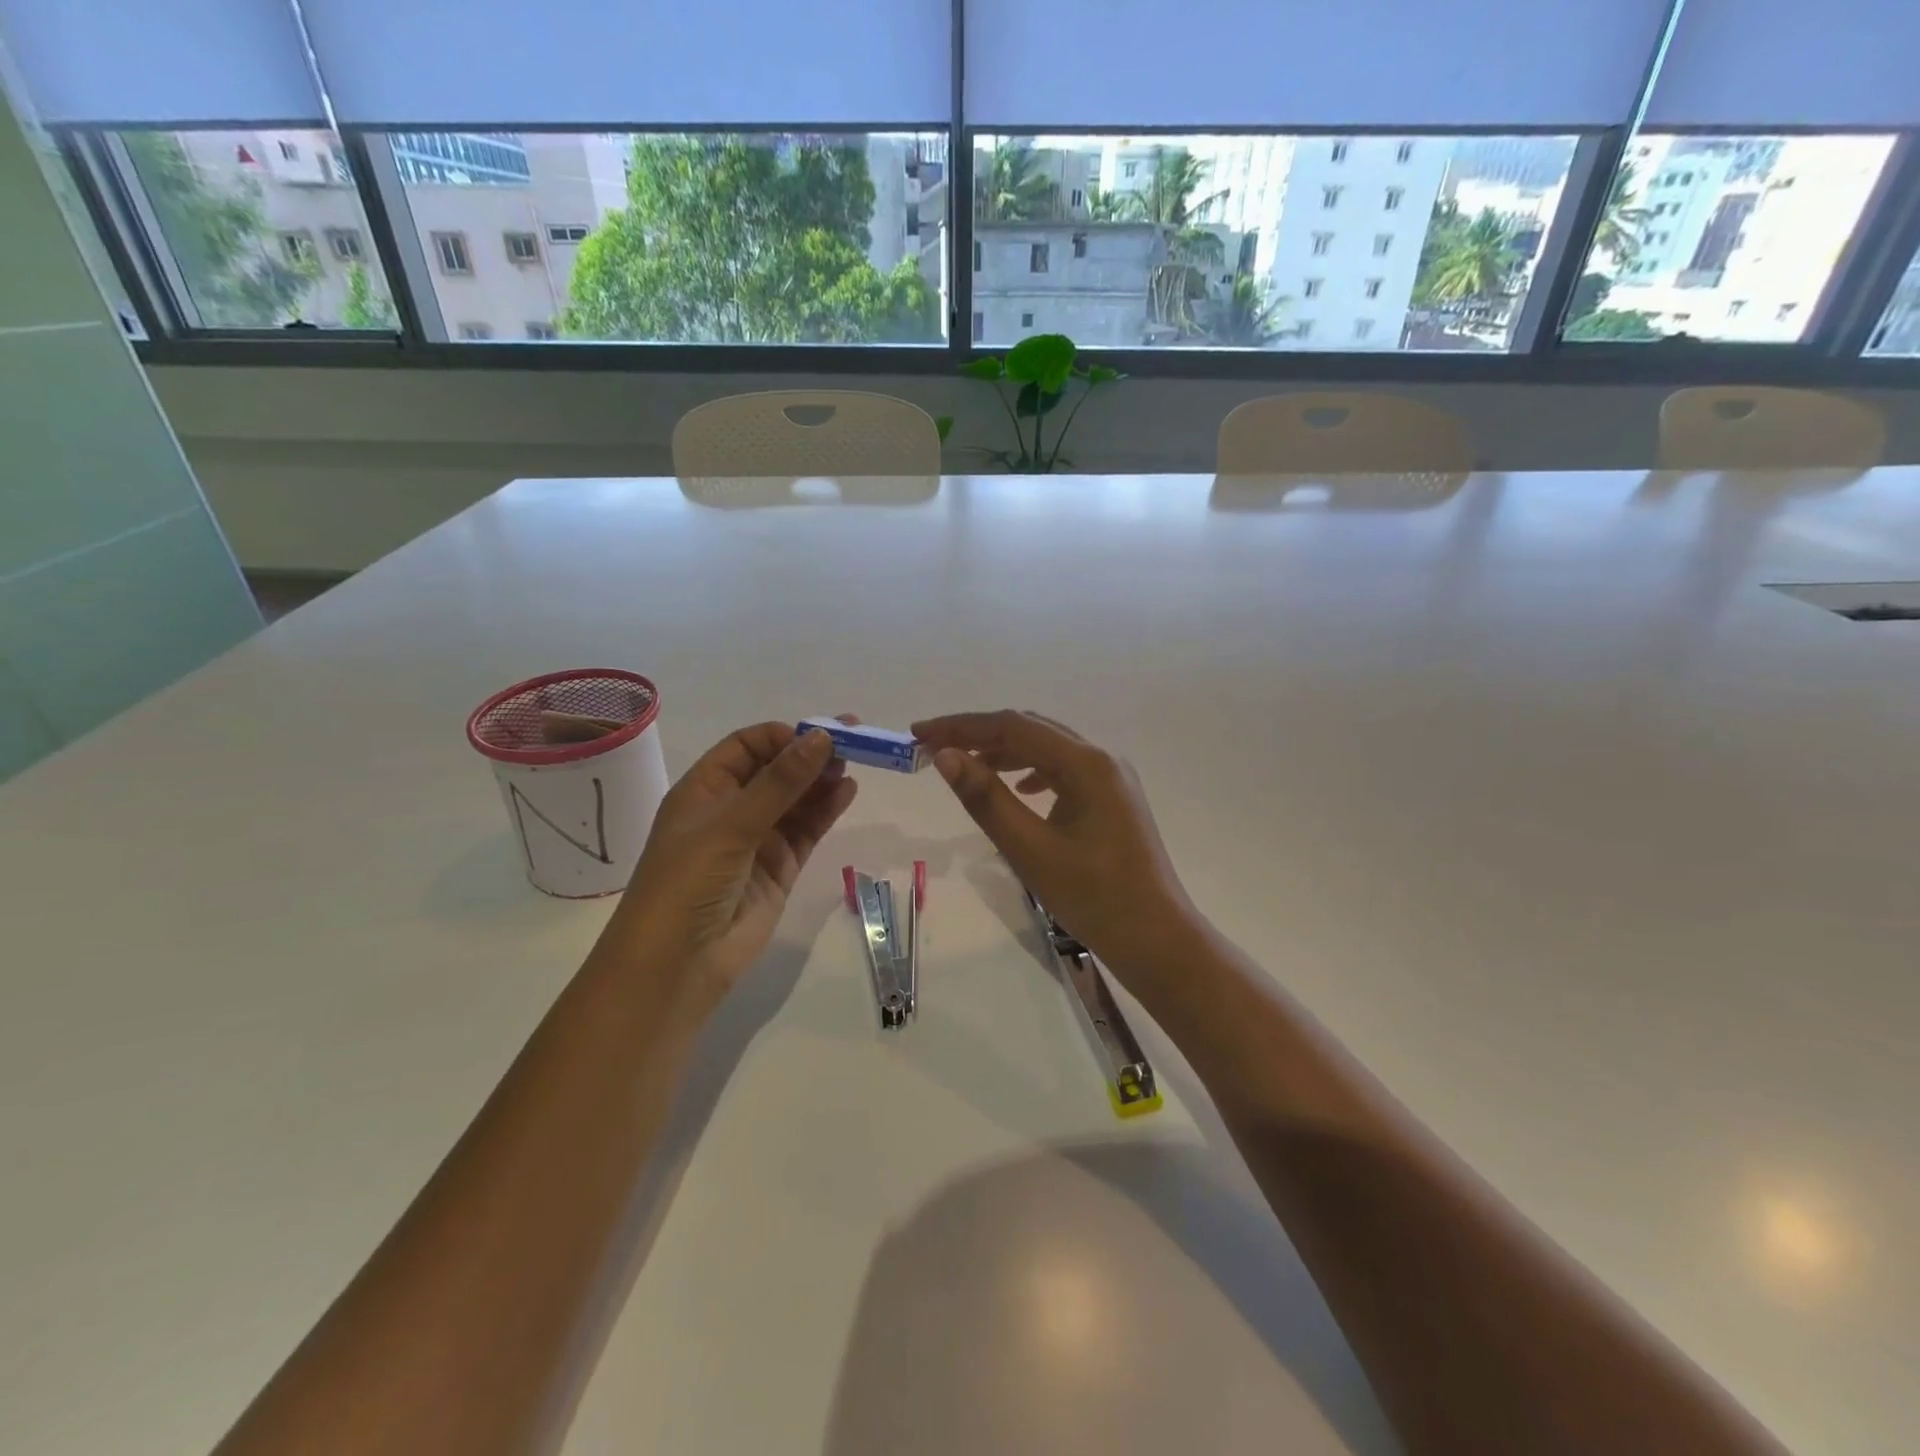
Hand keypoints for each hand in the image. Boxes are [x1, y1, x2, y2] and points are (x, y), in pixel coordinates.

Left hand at [597, 722, 856, 1005]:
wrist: (678, 964)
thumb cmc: (688, 882)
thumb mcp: (731, 825)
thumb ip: (780, 783)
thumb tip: (822, 737)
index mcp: (704, 790)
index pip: (746, 746)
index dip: (782, 736)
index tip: (819, 733)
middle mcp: (731, 809)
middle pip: (776, 770)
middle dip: (810, 754)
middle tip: (853, 741)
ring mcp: (757, 839)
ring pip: (796, 799)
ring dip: (821, 780)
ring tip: (853, 765)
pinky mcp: (779, 867)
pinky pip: (806, 830)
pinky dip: (826, 810)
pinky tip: (847, 792)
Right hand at [912, 710, 1200, 986]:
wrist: (1156, 938)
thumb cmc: (1093, 898)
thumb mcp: (1030, 850)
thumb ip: (986, 799)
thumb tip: (945, 757)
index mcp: (1086, 763)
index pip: (1013, 726)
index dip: (962, 726)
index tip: (920, 734)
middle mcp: (1102, 758)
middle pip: (1031, 730)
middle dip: (980, 734)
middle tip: (934, 747)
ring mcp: (1112, 777)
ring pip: (1048, 748)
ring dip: (1004, 751)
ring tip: (965, 765)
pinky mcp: (1113, 798)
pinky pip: (1064, 770)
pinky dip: (1031, 771)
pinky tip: (1018, 789)